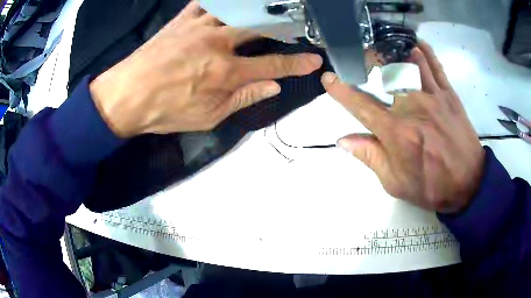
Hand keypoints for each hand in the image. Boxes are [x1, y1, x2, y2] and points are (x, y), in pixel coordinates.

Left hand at [90, 1, 322, 136]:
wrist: (126, 96)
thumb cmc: (165, 111)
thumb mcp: (208, 117)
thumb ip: (243, 98)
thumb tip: (272, 87)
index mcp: (226, 72)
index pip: (273, 65)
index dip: (297, 64)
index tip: (314, 60)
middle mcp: (217, 43)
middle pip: (259, 28)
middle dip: (282, 27)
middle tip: (295, 26)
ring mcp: (199, 27)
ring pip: (236, 10)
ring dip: (255, 9)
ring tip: (268, 10)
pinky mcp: (181, 20)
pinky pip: (205, 2)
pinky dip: (219, 1)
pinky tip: (228, 3)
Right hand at [322, 42, 484, 213]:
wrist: (467, 183)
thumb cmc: (431, 186)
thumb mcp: (395, 183)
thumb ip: (370, 157)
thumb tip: (343, 140)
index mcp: (396, 132)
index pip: (361, 105)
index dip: (341, 91)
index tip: (329, 78)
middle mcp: (412, 107)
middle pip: (385, 74)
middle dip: (369, 61)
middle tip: (362, 59)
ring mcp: (433, 97)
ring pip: (409, 62)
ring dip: (393, 52)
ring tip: (385, 49)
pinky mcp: (449, 94)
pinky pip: (435, 65)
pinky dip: (424, 51)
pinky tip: (415, 45)